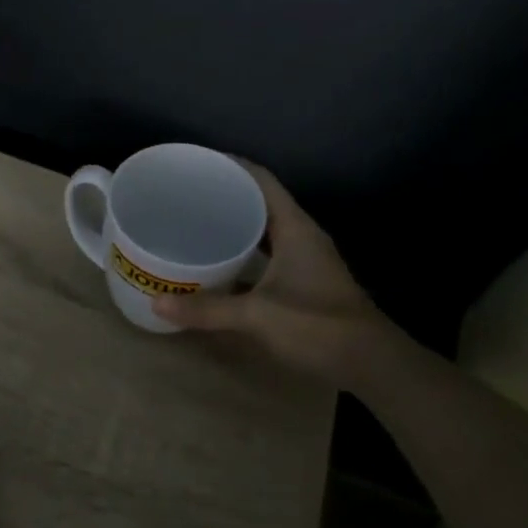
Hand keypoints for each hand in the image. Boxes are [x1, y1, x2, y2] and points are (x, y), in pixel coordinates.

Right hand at [152, 160, 390, 384]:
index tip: (195, 163)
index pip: (261, 180)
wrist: (371, 364)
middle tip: (183, 196)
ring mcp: (304, 260)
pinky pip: (265, 256)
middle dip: (224, 195)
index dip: (230, 165)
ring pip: (263, 231)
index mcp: (295, 228)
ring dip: (233, 226)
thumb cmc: (318, 327)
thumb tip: (155, 303)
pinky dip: (241, 254)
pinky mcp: (302, 282)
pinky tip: (216, 265)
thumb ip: (207, 309)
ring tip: (193, 225)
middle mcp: (301, 236)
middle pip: (260, 202)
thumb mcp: (257, 316)